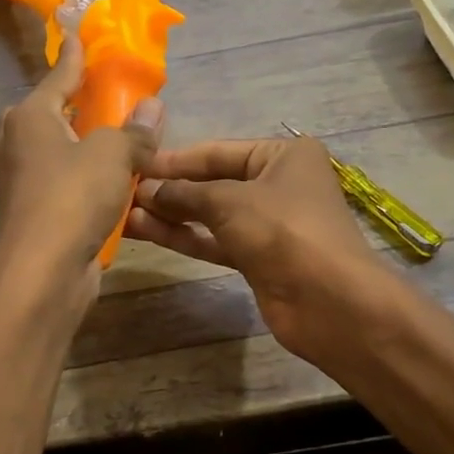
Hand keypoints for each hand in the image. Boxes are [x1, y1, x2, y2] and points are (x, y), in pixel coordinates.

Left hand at [0, 32, 161, 300]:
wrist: (43, 271)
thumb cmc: (73, 198)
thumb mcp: (114, 155)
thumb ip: (135, 130)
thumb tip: (153, 106)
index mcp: (30, 117)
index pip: (59, 76)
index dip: (74, 56)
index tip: (78, 33)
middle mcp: (17, 144)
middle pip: (49, 112)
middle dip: (74, 101)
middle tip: (103, 93)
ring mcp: (20, 180)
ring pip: (55, 149)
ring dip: (82, 142)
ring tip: (115, 137)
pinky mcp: (32, 211)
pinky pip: (61, 180)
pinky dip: (82, 175)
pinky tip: (109, 180)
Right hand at [125, 134, 387, 357]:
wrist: (329, 302)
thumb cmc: (283, 231)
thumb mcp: (229, 202)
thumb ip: (184, 193)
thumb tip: (146, 191)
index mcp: (283, 155)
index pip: (218, 151)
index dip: (175, 159)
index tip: (134, 163)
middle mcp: (277, 183)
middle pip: (213, 182)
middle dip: (171, 189)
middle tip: (124, 192)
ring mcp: (268, 223)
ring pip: (211, 214)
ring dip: (172, 214)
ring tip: (127, 213)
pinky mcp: (258, 257)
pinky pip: (215, 240)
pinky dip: (186, 236)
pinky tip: (148, 232)